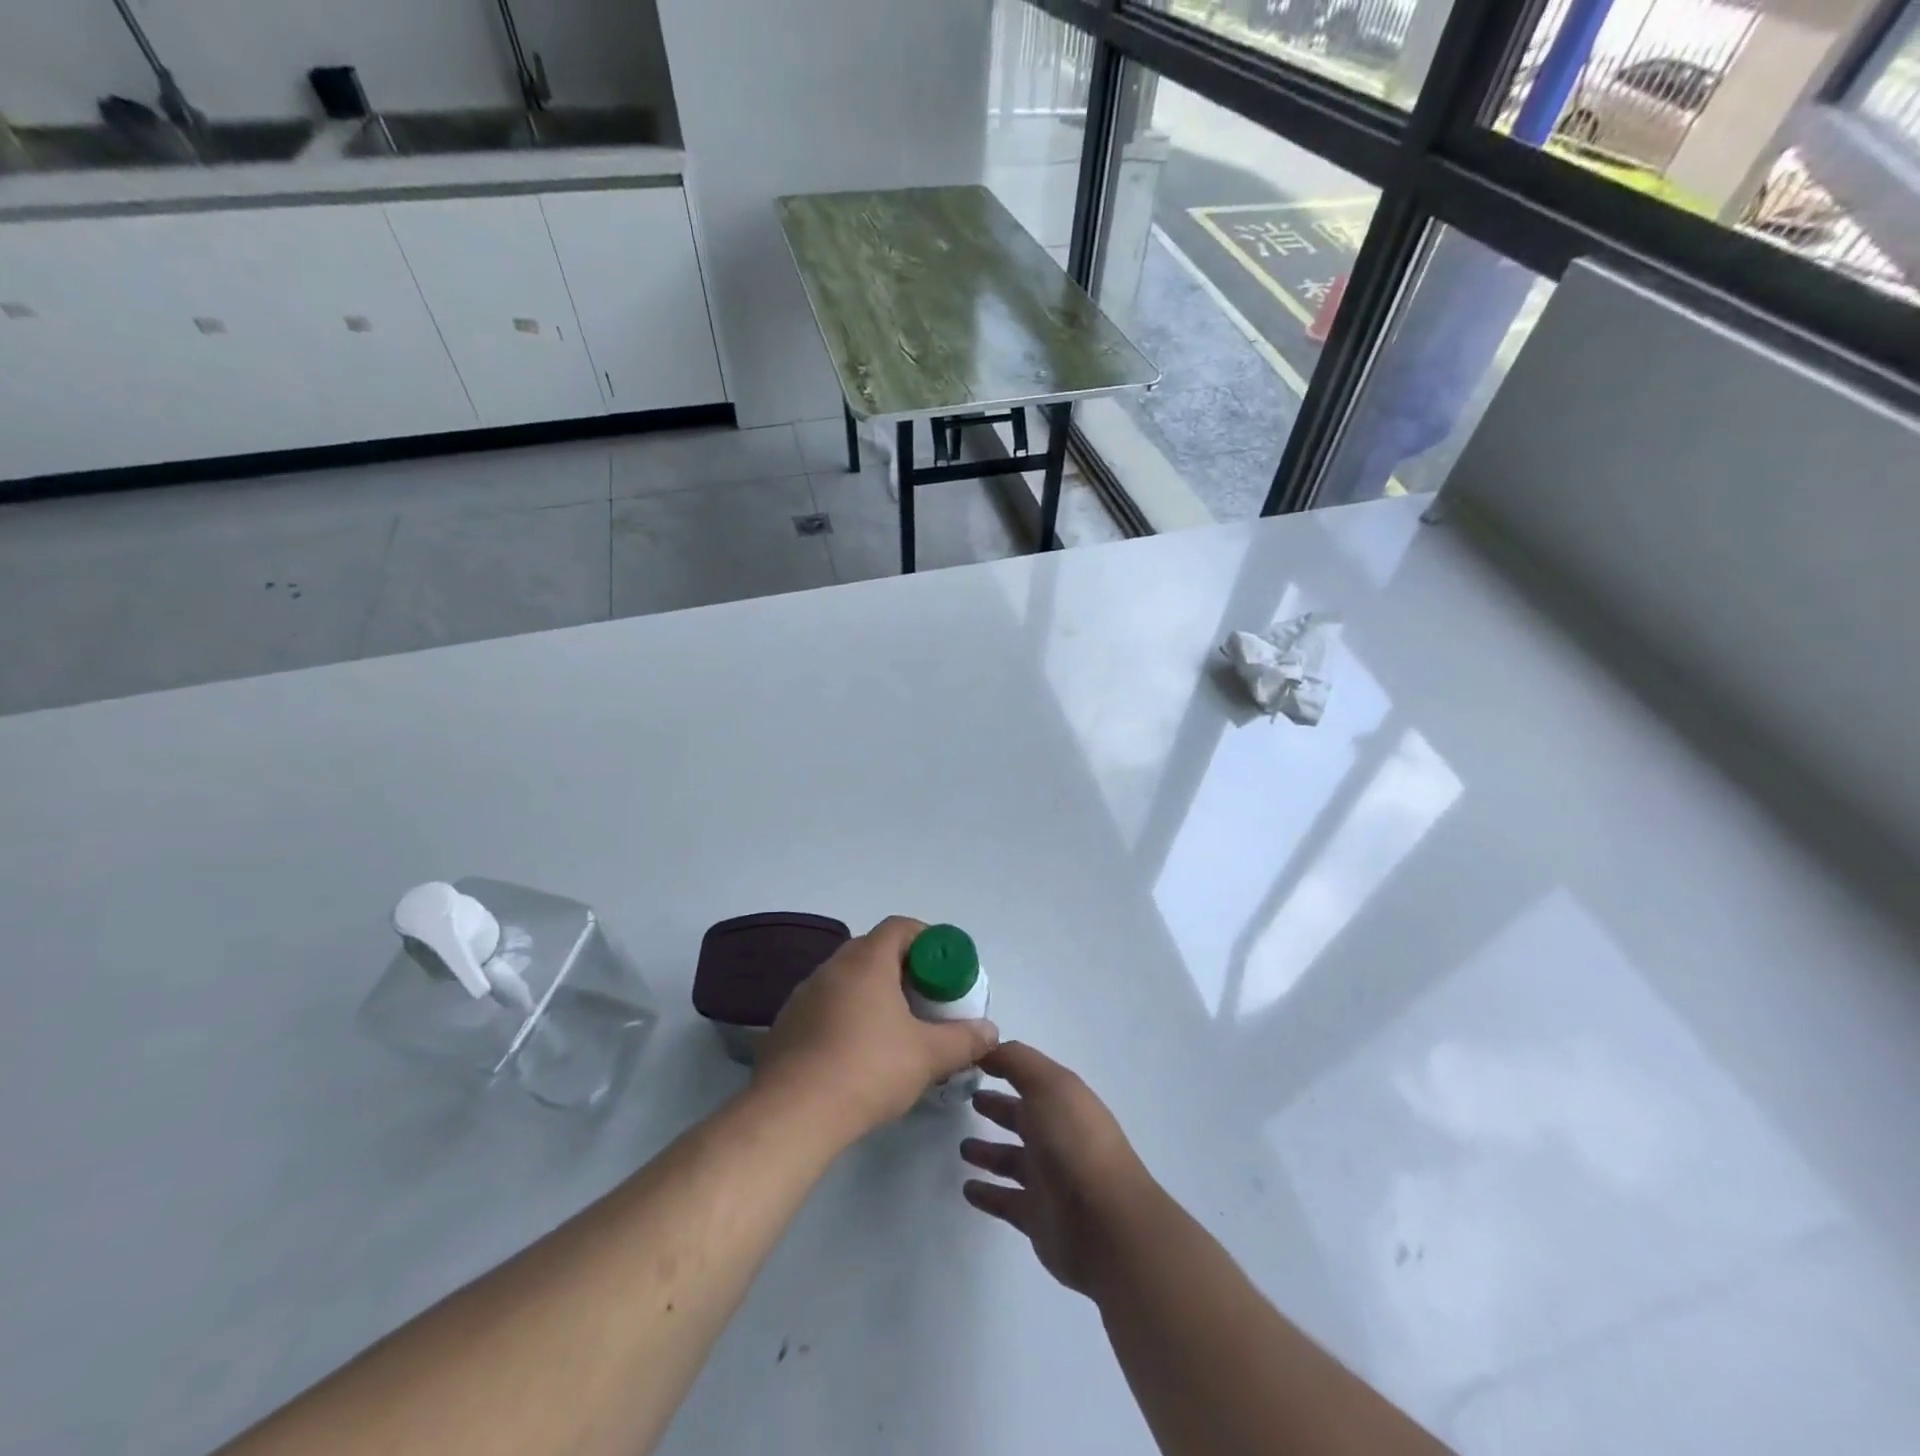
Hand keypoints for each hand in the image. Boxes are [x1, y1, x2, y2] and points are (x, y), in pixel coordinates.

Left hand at [756, 916, 998, 1141]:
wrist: (792, 1114)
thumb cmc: (868, 1069)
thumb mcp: (928, 1056)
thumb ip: (964, 1039)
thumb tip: (990, 1031)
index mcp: (866, 961)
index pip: (900, 927)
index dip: (927, 940)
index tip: (944, 969)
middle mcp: (832, 967)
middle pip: (874, 951)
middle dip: (903, 969)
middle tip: (925, 999)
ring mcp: (804, 995)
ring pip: (848, 980)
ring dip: (873, 994)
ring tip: (895, 1029)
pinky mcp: (787, 1025)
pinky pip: (826, 1006)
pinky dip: (847, 1016)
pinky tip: (858, 1053)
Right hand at [960, 1042, 1155, 1296]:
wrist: (1105, 1224)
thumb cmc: (1074, 1143)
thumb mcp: (1047, 1085)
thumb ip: (1016, 1061)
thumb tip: (987, 1046)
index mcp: (1064, 1101)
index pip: (1030, 1078)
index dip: (1004, 1067)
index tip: (972, 1061)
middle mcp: (1058, 1136)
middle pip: (1022, 1117)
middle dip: (997, 1107)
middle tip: (967, 1101)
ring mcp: (1049, 1179)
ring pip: (1012, 1159)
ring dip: (989, 1153)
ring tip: (962, 1147)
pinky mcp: (1038, 1218)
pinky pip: (1007, 1201)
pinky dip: (988, 1195)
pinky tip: (968, 1189)